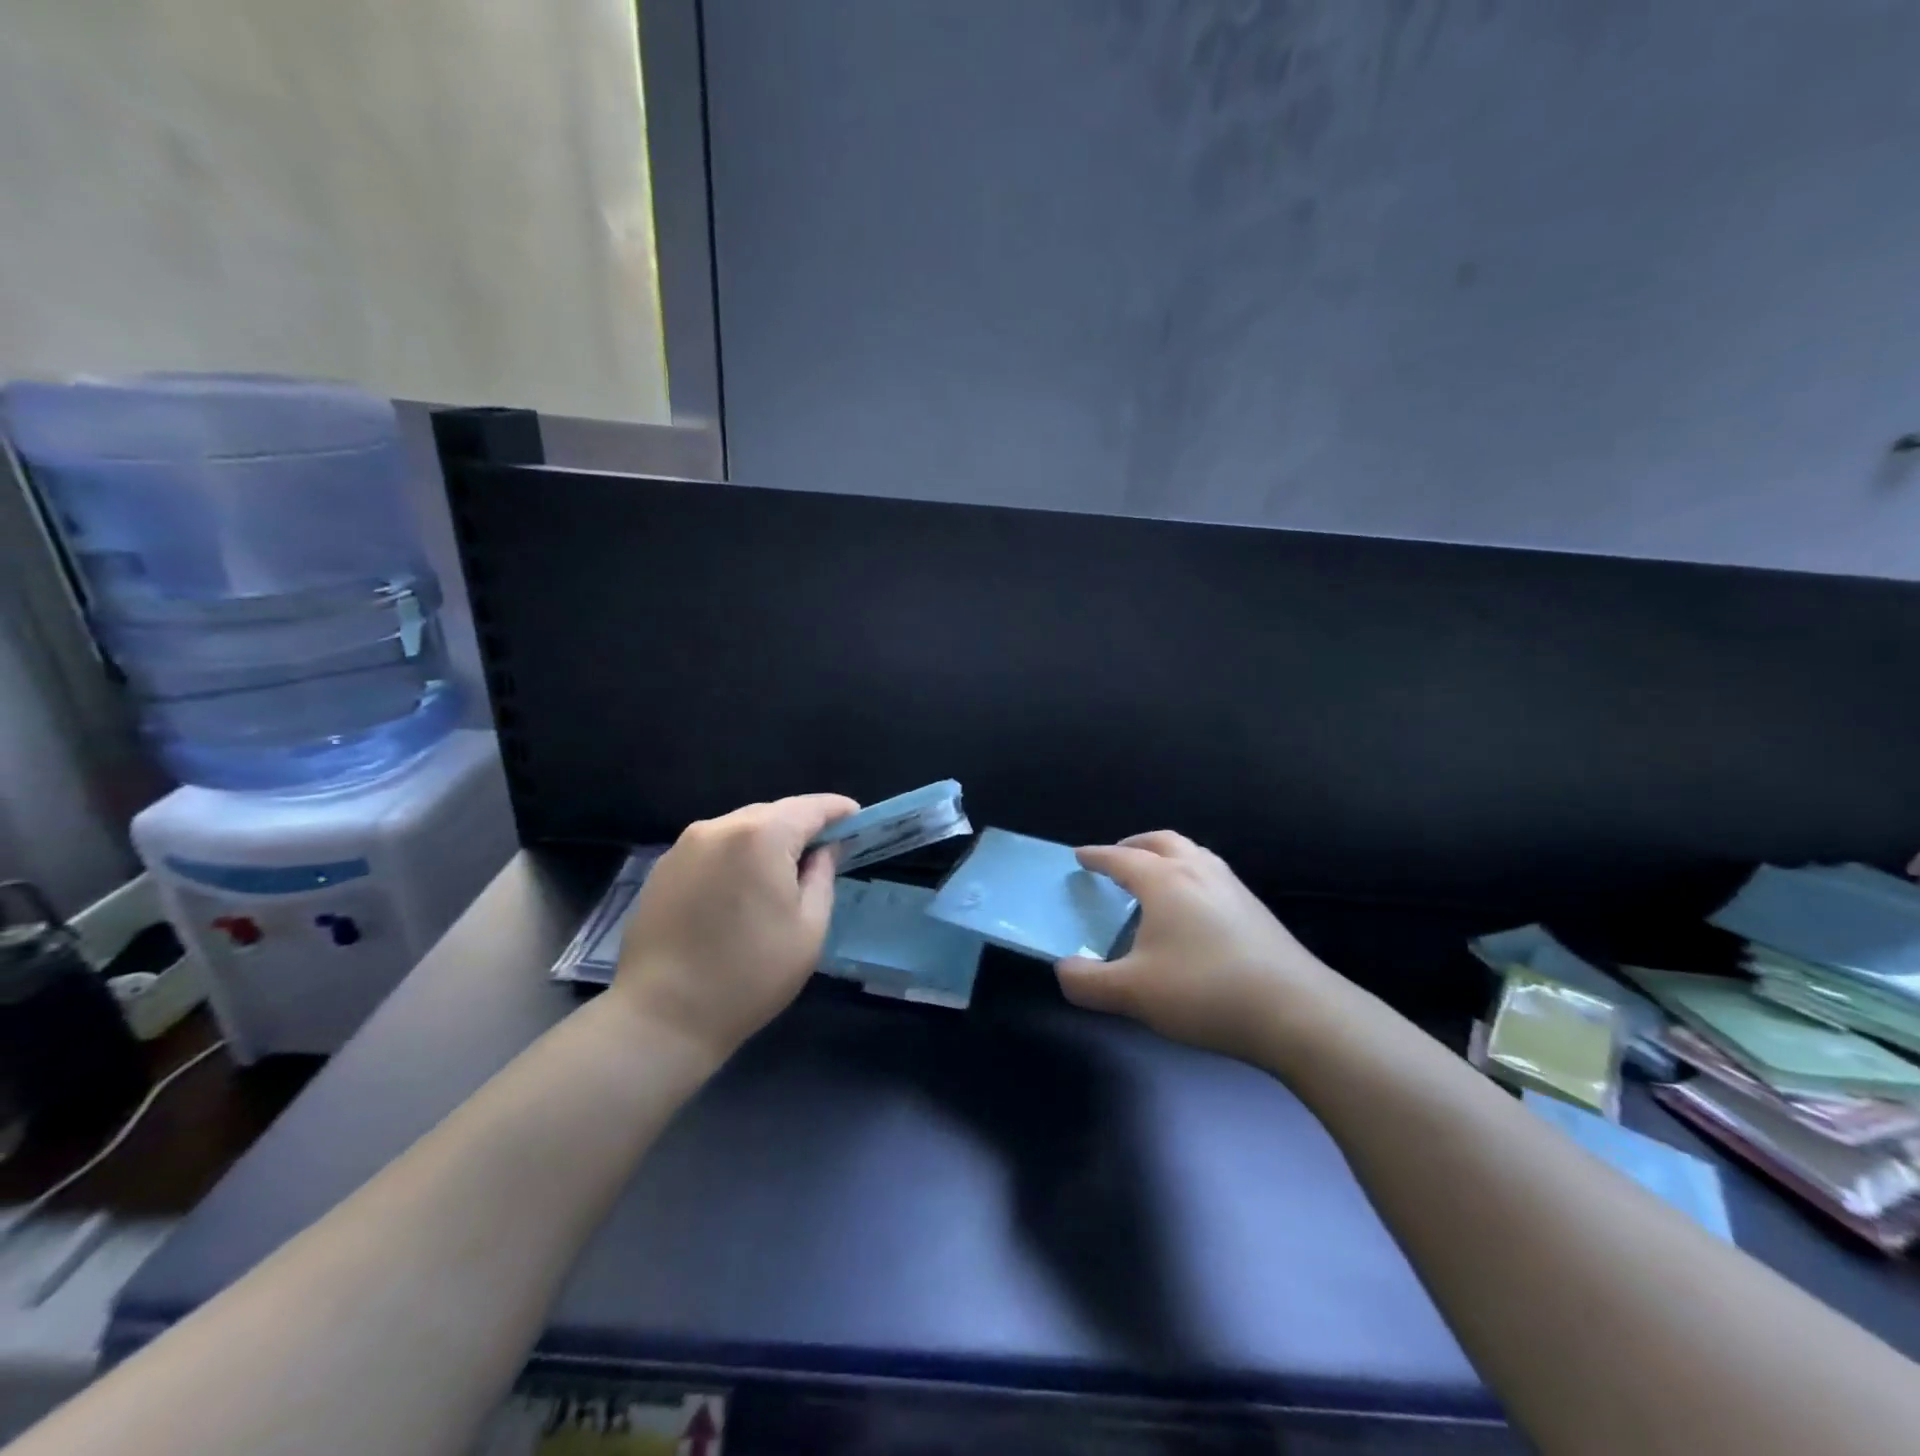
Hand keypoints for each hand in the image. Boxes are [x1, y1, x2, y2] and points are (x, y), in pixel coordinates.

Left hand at [612, 794, 858, 1065]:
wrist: (662, 1016)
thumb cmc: (750, 975)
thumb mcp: (808, 928)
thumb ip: (822, 876)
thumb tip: (826, 849)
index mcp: (762, 836)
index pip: (811, 807)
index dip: (839, 810)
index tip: (858, 821)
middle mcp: (720, 827)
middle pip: (774, 813)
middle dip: (802, 827)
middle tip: (824, 853)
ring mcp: (685, 845)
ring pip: (741, 828)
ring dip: (767, 842)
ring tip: (782, 875)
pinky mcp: (663, 868)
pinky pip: (713, 847)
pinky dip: (736, 856)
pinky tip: (740, 891)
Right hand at [1055, 831, 1358, 1067]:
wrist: (1297, 1012)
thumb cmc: (1205, 991)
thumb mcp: (1132, 994)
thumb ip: (1086, 982)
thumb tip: (1063, 969)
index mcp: (1165, 881)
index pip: (1121, 858)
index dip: (1096, 856)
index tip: (1079, 856)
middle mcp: (1199, 872)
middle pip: (1162, 841)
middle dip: (1134, 844)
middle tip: (1117, 858)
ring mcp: (1233, 888)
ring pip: (1194, 854)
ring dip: (1167, 856)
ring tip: (1154, 879)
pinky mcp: (1256, 910)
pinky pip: (1212, 875)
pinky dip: (1191, 876)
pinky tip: (1192, 912)